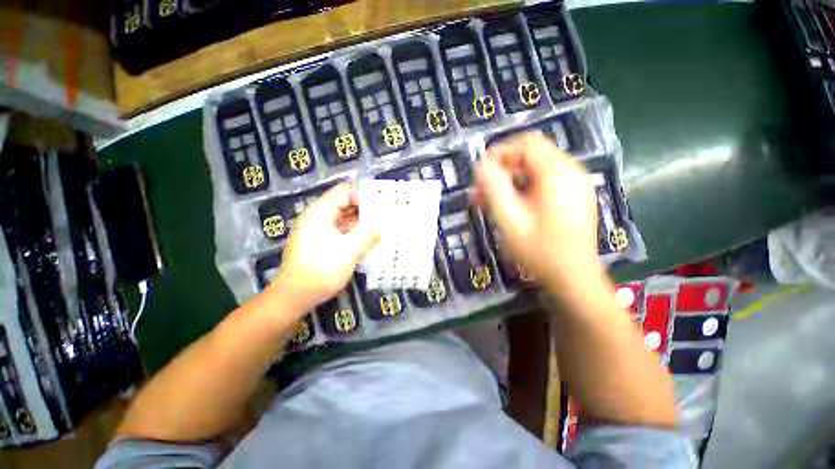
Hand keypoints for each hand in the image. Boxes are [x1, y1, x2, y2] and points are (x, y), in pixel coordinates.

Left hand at [270, 183, 379, 311]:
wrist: (295, 296)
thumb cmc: (320, 271)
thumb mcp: (348, 251)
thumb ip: (368, 235)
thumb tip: (383, 224)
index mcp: (321, 212)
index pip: (345, 191)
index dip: (364, 194)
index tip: (382, 204)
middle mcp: (320, 217)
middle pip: (346, 203)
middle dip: (367, 208)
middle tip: (387, 214)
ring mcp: (321, 230)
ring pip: (346, 218)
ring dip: (363, 221)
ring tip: (383, 225)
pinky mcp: (324, 242)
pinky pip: (344, 230)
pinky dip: (357, 232)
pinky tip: (371, 238)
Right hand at [474, 133, 600, 289]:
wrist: (572, 278)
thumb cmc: (539, 252)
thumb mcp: (509, 221)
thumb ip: (494, 190)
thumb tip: (482, 167)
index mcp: (556, 174)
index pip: (526, 143)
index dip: (500, 152)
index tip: (482, 173)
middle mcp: (570, 172)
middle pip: (532, 154)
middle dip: (503, 168)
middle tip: (483, 191)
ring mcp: (576, 184)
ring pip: (537, 168)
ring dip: (512, 179)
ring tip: (493, 201)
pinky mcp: (575, 196)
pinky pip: (546, 180)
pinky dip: (525, 187)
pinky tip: (513, 206)